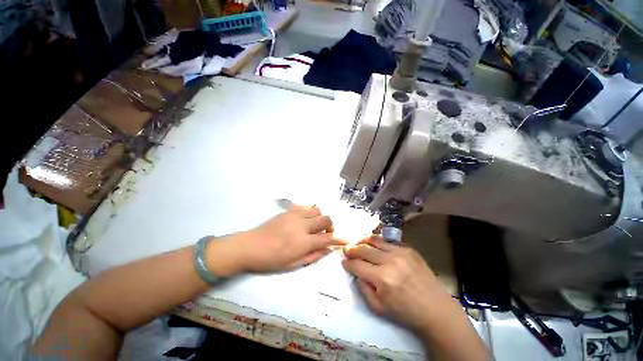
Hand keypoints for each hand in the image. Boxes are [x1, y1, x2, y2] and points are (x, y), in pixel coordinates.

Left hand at [208, 206, 345, 275]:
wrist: (249, 246)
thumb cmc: (271, 260)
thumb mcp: (293, 265)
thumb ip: (313, 256)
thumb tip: (328, 250)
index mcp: (304, 242)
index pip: (328, 238)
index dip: (339, 239)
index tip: (345, 240)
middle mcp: (302, 225)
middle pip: (325, 219)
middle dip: (330, 226)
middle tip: (326, 233)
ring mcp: (295, 215)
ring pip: (317, 210)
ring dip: (320, 217)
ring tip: (315, 225)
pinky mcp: (288, 211)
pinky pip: (305, 206)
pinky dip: (310, 211)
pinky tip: (305, 219)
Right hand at [342, 236, 451, 332]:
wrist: (435, 309)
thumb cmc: (405, 312)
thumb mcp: (378, 308)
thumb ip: (363, 289)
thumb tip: (356, 272)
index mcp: (382, 278)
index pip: (357, 265)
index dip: (348, 263)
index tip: (343, 261)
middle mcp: (390, 261)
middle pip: (364, 249)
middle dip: (352, 249)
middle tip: (347, 250)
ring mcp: (400, 252)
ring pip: (375, 240)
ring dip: (363, 240)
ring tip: (357, 242)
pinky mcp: (408, 249)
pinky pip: (388, 241)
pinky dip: (377, 241)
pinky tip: (374, 244)